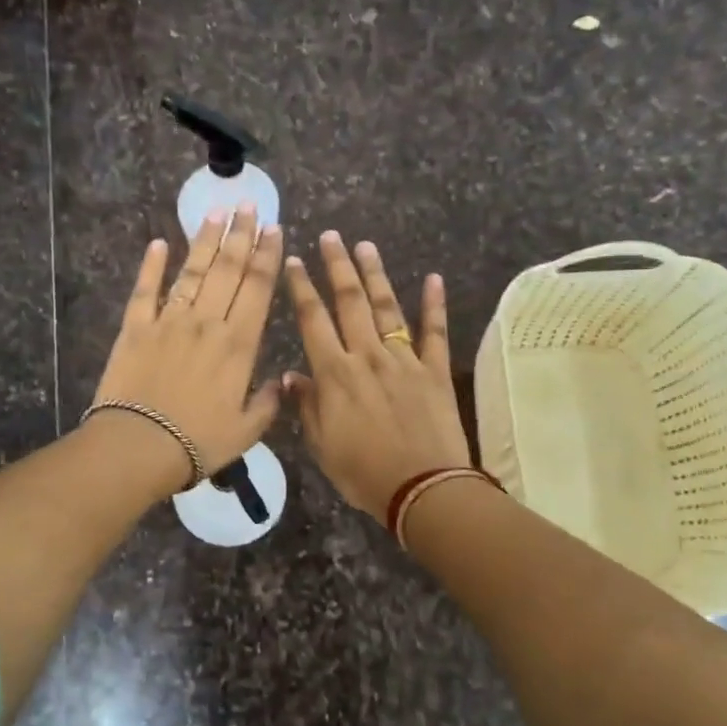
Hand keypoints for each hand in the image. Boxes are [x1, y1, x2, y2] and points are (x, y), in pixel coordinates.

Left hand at [89, 205, 283, 496]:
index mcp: (239, 344)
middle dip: (240, 234)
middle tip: (248, 204)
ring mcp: (169, 321)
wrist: (139, 446)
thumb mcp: (248, 430)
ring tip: (215, 212)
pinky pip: (145, 290)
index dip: (267, 255)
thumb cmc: (199, 443)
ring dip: (205, 240)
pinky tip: (158, 243)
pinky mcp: (135, 328)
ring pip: (192, 271)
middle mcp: (207, 322)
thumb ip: (268, 402)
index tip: (274, 228)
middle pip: (228, 269)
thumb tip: (282, 382)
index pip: (258, 288)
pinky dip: (151, 265)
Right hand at [283, 232, 472, 523]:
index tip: (295, 262)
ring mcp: (405, 360)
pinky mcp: (435, 371)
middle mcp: (367, 357)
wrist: (422, 489)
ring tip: (366, 246)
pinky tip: (433, 279)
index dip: (303, 289)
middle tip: (331, 236)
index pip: (313, 321)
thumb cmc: (364, 473)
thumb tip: (291, 375)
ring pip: (387, 309)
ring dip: (375, 276)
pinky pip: (435, 332)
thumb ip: (307, 406)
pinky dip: (434, 305)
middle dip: (338, 267)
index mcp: (335, 375)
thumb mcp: (322, 446)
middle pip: (350, 303)